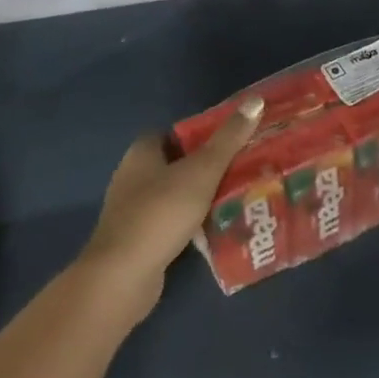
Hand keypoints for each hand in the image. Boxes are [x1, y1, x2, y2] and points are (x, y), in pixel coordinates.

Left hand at [78, 97, 263, 319]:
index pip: (176, 132)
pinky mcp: (139, 239)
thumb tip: (256, 99)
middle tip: (243, 168)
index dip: (203, 134)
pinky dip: (192, 223)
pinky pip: (172, 222)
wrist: (122, 278)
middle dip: (208, 166)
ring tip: (238, 197)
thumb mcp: (202, 171)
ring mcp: (133, 210)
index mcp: (142, 152)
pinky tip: (216, 230)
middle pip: (178, 163)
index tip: (233, 140)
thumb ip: (229, 138)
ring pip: (176, 194)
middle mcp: (133, 175)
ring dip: (202, 196)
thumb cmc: (161, 213)